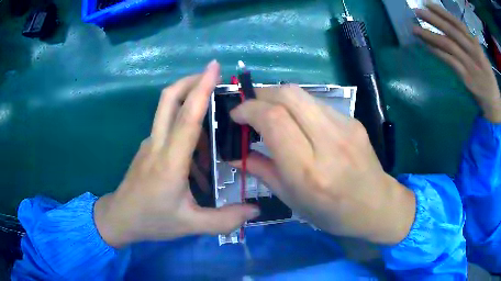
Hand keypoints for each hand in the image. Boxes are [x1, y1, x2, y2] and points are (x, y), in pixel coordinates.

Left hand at [94, 61, 259, 247]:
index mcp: (170, 162)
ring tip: (213, 127)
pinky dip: (184, 127)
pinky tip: (197, 153)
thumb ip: (225, 220)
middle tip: (213, 77)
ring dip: (189, 104)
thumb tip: (255, 210)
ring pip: (167, 110)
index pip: (187, 117)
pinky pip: (167, 127)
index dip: (201, 89)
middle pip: (168, 99)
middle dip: (190, 81)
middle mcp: (157, 145)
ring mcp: (149, 143)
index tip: (214, 67)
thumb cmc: (153, 221)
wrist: (120, 218)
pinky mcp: (147, 147)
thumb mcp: (191, 225)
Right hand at [230, 85, 415, 243]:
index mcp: (309, 170)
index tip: (236, 115)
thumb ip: (261, 171)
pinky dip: (297, 106)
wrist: (377, 205)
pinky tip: (297, 121)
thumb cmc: (332, 213)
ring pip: (302, 93)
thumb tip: (235, 154)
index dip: (249, 109)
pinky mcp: (353, 121)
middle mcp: (328, 142)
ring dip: (278, 97)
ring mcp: (345, 127)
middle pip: (288, 94)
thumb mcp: (292, 201)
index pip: (274, 119)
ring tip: (269, 112)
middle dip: (260, 94)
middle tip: (249, 107)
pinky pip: (317, 103)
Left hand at [413, 3, 500, 122]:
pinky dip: (438, 53)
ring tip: (415, 29)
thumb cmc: (489, 78)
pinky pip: (449, 62)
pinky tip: (427, 46)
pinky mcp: (465, 78)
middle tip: (417, 11)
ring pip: (448, 45)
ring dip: (430, 36)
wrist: (494, 104)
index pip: (458, 24)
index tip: (428, 4)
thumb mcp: (483, 57)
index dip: (443, 13)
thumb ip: (474, 44)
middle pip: (451, 32)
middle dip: (434, 20)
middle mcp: (472, 51)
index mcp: (476, 45)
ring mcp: (469, 65)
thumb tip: (466, 31)